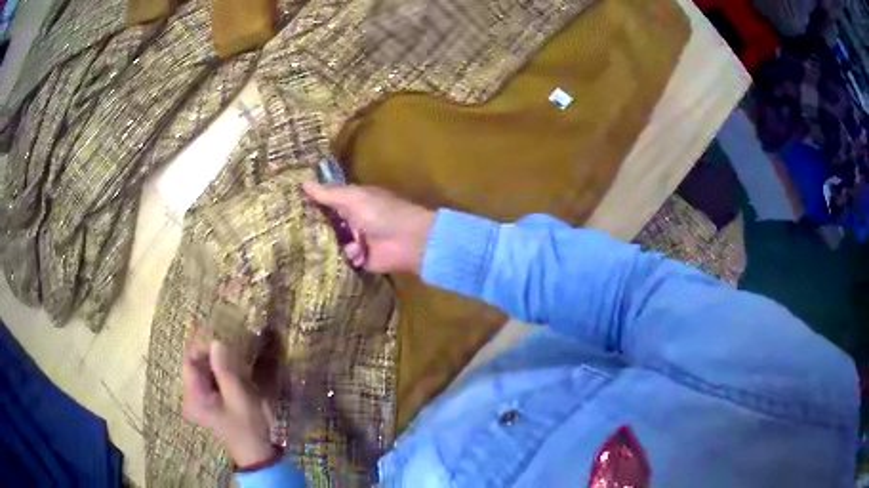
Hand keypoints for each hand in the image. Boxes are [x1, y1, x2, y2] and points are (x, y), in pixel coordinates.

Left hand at [182, 334, 275, 467]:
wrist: (256, 453)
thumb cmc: (247, 427)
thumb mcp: (239, 398)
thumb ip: (226, 370)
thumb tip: (216, 341)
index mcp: (193, 396)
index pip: (189, 360)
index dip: (201, 344)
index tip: (220, 335)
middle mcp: (190, 395)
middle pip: (193, 361)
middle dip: (209, 348)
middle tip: (227, 337)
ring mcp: (198, 398)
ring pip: (201, 367)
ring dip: (214, 356)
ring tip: (231, 346)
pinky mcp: (207, 400)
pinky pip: (208, 376)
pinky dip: (217, 366)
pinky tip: (230, 361)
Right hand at [303, 181, 434, 273]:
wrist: (408, 241)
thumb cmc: (381, 213)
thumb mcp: (352, 198)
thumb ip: (328, 194)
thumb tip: (303, 182)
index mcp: (353, 201)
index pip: (328, 200)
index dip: (312, 203)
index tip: (291, 206)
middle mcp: (354, 220)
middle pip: (328, 223)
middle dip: (316, 228)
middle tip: (292, 232)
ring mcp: (357, 240)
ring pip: (333, 243)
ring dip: (329, 244)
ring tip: (315, 245)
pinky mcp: (361, 259)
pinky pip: (344, 259)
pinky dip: (346, 257)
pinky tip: (349, 254)